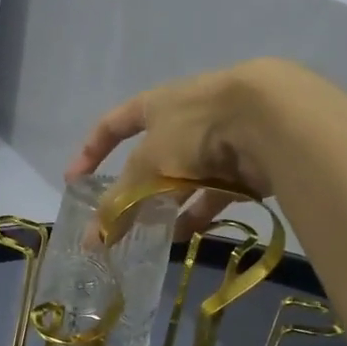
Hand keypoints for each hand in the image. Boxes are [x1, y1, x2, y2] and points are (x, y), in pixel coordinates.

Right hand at [67, 60, 299, 233]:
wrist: (271, 120)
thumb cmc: (196, 128)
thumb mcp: (148, 164)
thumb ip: (121, 202)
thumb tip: (92, 239)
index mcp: (155, 106)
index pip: (112, 125)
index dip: (91, 151)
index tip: (75, 181)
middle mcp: (184, 120)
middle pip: (150, 159)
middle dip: (134, 191)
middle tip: (120, 223)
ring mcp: (216, 142)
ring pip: (183, 180)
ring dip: (166, 207)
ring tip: (151, 237)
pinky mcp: (244, 165)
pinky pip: (213, 194)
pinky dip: (198, 213)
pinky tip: (185, 236)